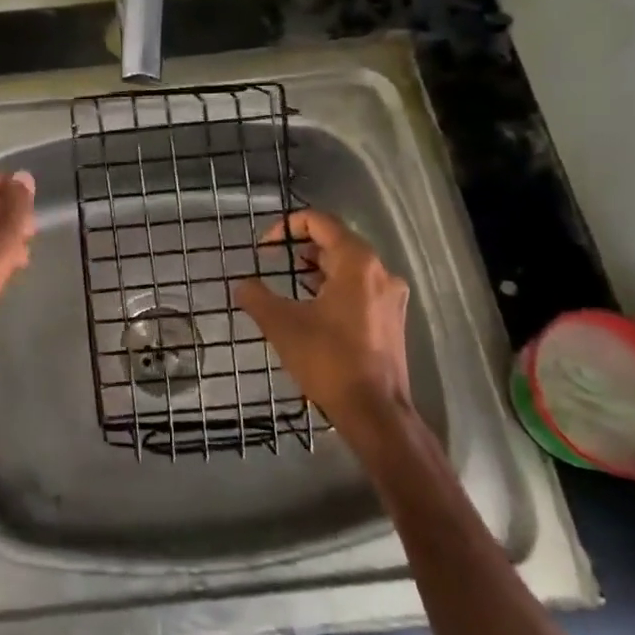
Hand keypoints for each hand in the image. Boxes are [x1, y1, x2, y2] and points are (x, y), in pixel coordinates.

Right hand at [235, 208, 411, 424]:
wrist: (375, 412)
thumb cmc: (328, 360)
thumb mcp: (281, 324)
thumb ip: (256, 297)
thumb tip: (242, 286)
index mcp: (357, 262)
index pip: (321, 222)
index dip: (287, 226)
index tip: (264, 248)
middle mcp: (380, 272)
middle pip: (336, 241)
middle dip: (300, 248)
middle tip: (272, 263)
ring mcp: (391, 296)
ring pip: (349, 266)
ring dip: (316, 269)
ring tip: (288, 285)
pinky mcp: (392, 319)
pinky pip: (360, 288)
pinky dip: (334, 287)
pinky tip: (312, 308)